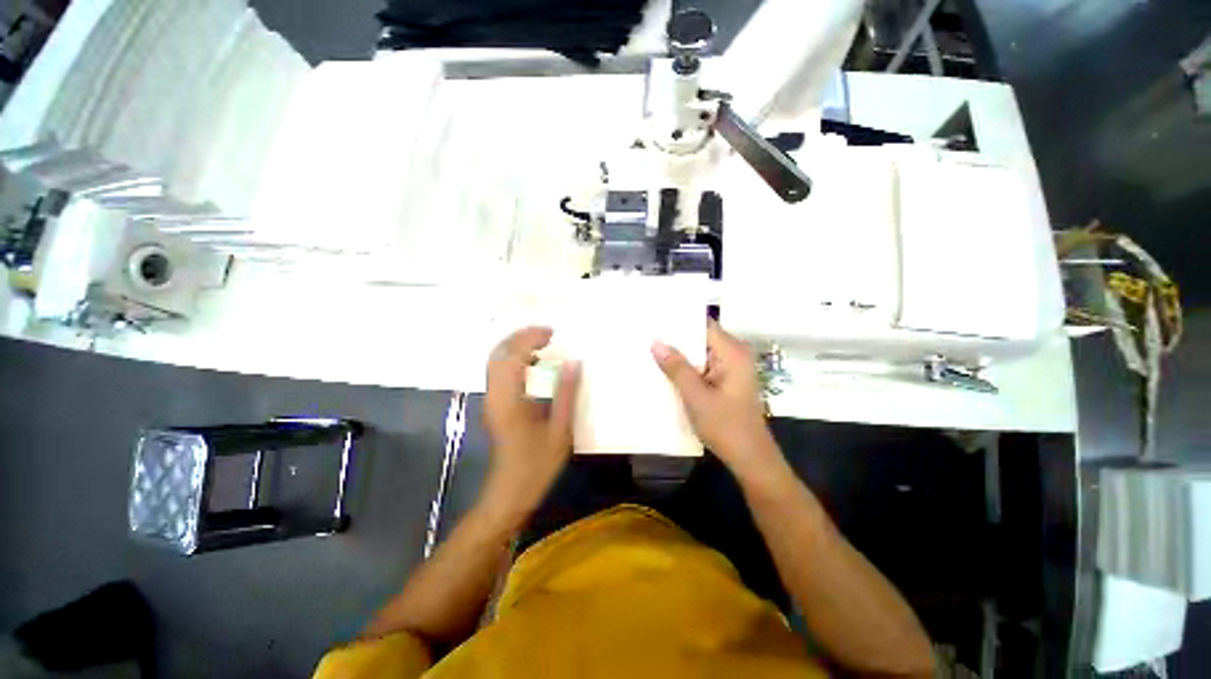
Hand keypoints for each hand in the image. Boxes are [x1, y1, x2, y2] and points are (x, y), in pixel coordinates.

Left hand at [483, 326, 580, 522]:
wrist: (509, 494)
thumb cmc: (536, 465)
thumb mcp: (560, 430)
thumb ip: (566, 393)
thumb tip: (574, 362)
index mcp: (509, 399)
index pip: (512, 356)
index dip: (530, 338)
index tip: (552, 332)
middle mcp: (494, 395)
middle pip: (498, 354)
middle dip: (520, 337)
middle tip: (547, 333)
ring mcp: (491, 400)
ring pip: (496, 362)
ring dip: (516, 347)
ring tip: (542, 344)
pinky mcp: (494, 406)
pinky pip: (499, 373)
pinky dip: (514, 360)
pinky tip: (533, 365)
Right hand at [652, 320, 778, 475]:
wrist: (750, 459)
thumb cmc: (726, 426)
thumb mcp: (696, 396)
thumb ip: (676, 368)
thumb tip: (656, 342)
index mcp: (732, 353)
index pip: (704, 325)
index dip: (680, 320)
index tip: (655, 318)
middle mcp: (734, 355)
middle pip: (701, 337)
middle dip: (676, 338)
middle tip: (647, 334)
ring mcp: (731, 368)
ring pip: (700, 353)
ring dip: (680, 354)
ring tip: (650, 348)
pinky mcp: (726, 381)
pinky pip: (703, 366)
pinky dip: (687, 367)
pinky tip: (666, 370)